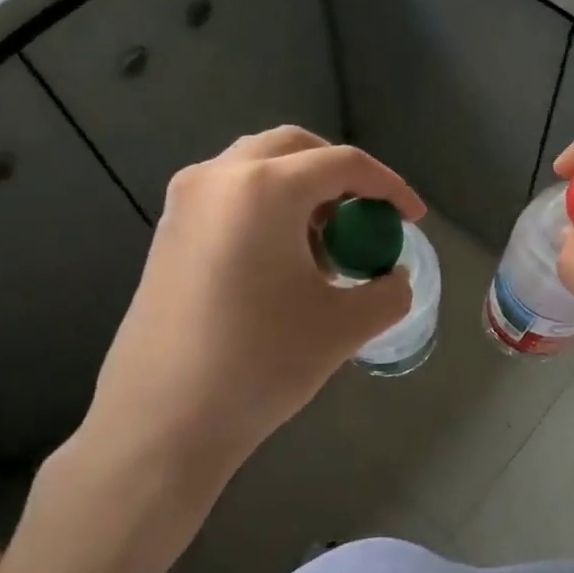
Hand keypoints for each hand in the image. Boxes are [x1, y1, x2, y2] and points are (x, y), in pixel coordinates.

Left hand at [76, 125, 424, 493]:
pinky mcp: (167, 231)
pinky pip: (230, 195)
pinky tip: (282, 261)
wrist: (160, 423)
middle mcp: (218, 177)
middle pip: (294, 149)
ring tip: (326, 245)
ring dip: (302, 190)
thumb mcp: (344, 326)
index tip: (413, 218)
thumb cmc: (260, 364)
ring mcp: (185, 202)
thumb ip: (388, 291)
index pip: (343, 164)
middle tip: (367, 215)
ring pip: (258, 167)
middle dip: (341, 175)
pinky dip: (268, 207)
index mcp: (265, 188)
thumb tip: (392, 277)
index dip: (389, 187)